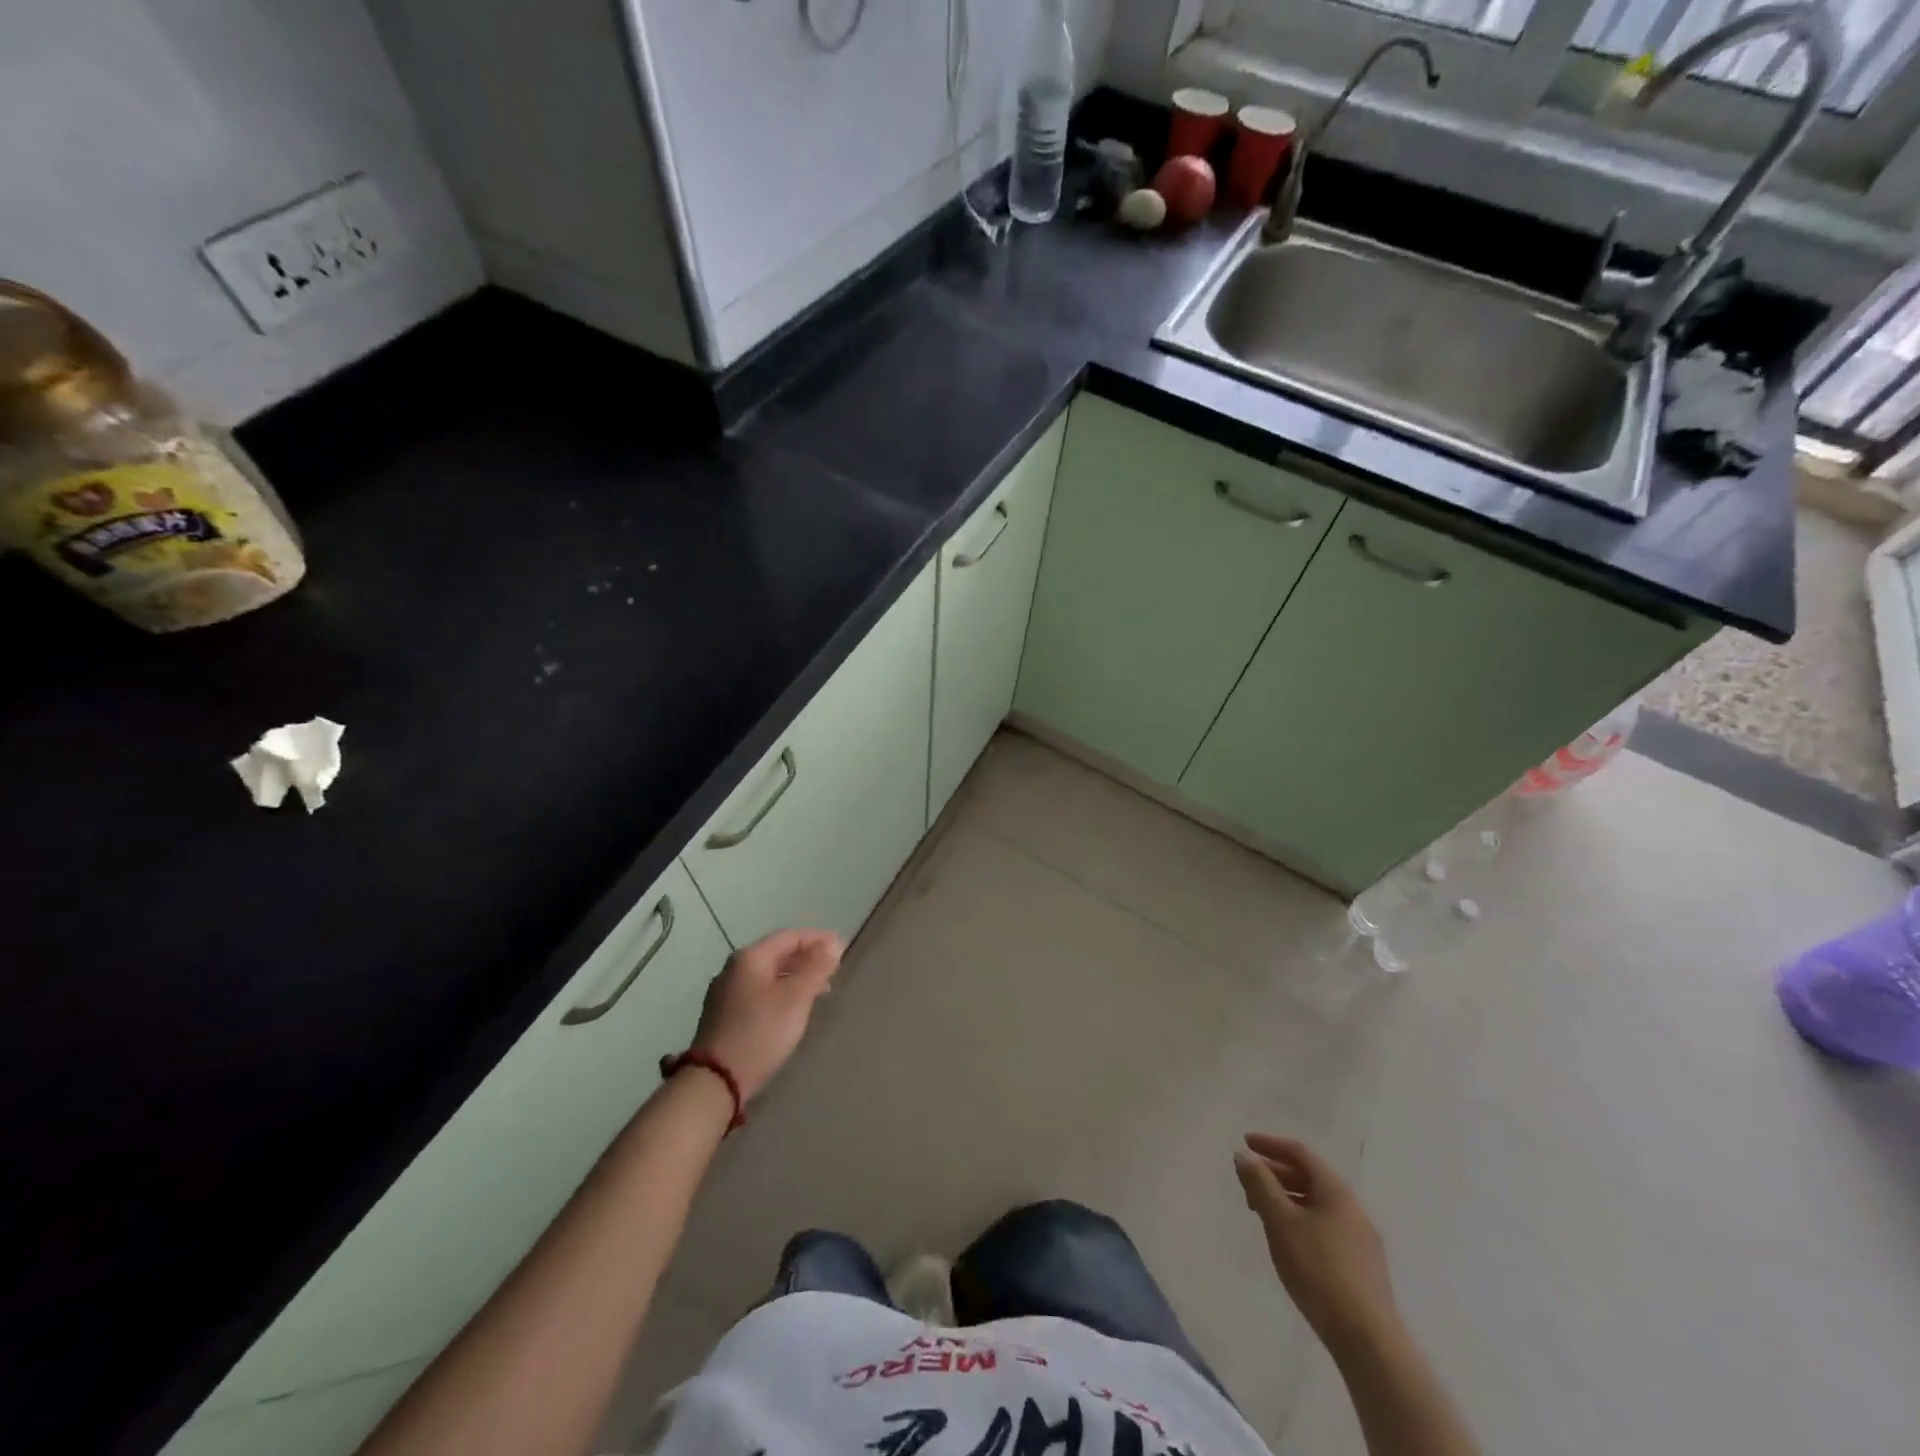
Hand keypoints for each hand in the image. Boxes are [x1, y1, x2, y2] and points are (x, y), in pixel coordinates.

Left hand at [686, 929, 841, 1101]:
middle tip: (835, 969)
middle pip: (778, 953)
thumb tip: (833, 943)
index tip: (843, 948)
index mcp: (750, 958)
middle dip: (808, 958)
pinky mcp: (724, 1014)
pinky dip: (781, 992)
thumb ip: (816, 968)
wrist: (715, 1081)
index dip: (819, 939)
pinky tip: (794, 1007)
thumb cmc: (760, 1032)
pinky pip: (759, 992)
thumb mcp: (795, 998)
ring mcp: (725, 992)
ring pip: (769, 974)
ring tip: (821, 989)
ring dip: (796, 977)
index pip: (790, 936)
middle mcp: (733, 968)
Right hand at [1235, 1133, 1398, 1352]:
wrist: (1368, 1340)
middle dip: (1275, 1174)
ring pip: (1316, 1204)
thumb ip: (1260, 1184)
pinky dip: (1300, 1220)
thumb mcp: (1281, 1222)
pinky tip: (1287, 1240)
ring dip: (1286, 1198)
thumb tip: (1245, 1155)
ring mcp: (1361, 1238)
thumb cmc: (1319, 1270)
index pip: (1300, 1153)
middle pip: (1309, 1177)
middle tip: (1247, 1182)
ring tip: (1261, 1212)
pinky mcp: (1362, 1265)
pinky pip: (1324, 1226)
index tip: (1244, 1143)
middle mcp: (1352, 1207)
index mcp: (1336, 1190)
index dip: (1270, 1144)